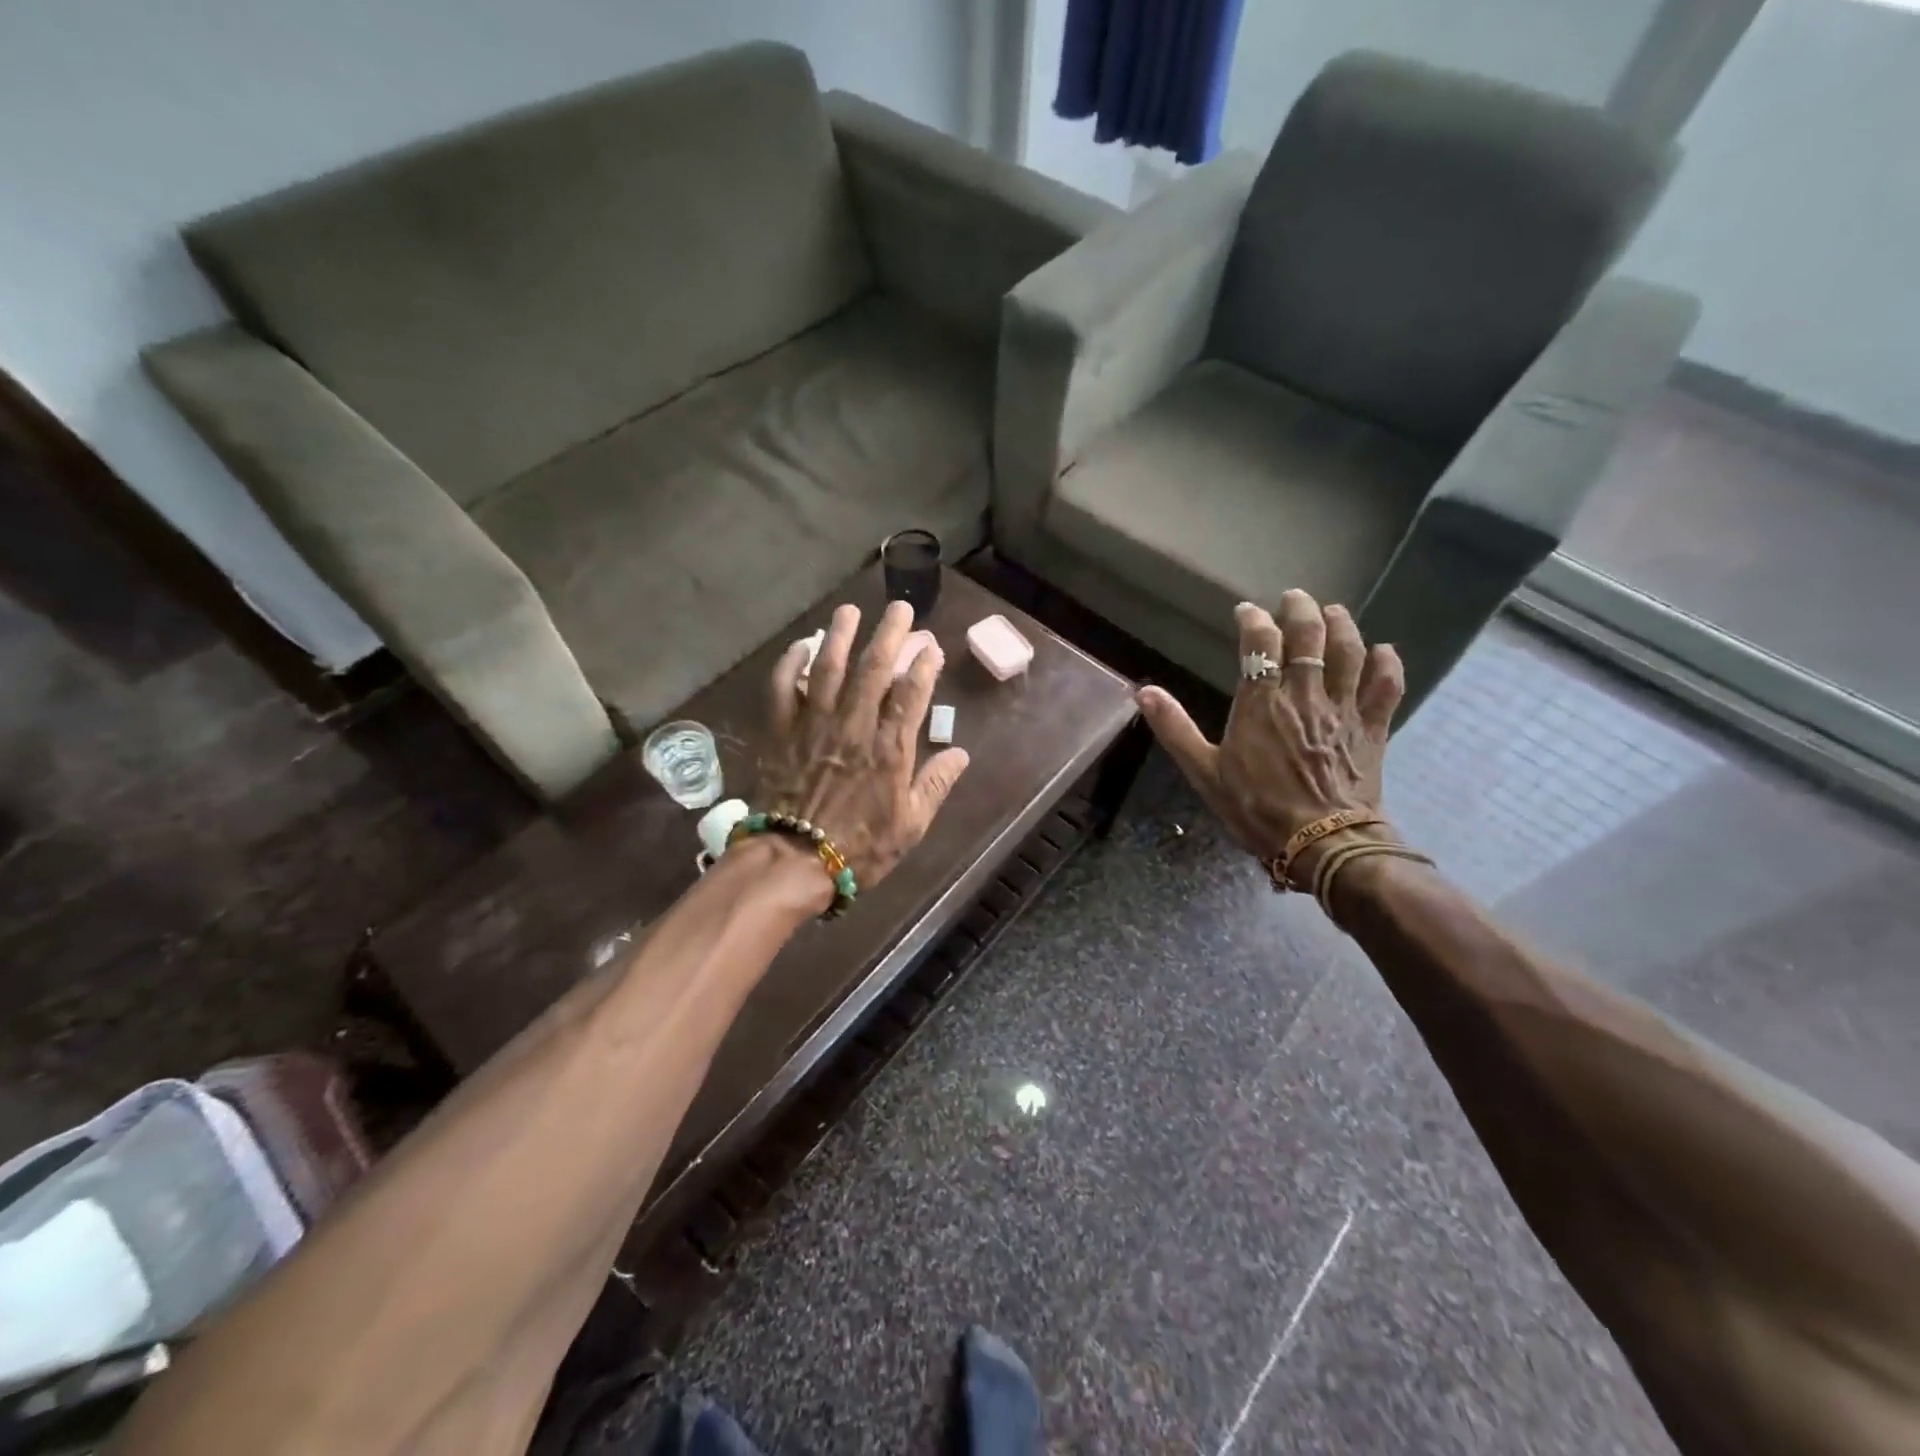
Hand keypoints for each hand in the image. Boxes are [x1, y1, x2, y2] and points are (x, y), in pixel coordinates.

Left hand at [759, 600, 969, 895]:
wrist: (796, 861)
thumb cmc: (860, 847)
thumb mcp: (911, 825)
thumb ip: (935, 785)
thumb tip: (960, 753)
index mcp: (889, 749)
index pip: (911, 694)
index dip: (924, 665)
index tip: (931, 646)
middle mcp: (853, 726)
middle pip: (873, 669)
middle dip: (889, 634)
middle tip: (900, 608)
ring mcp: (814, 725)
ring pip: (828, 668)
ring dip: (840, 635)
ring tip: (849, 610)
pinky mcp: (782, 732)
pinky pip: (782, 689)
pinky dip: (789, 665)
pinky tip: (799, 647)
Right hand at [1137, 590, 1403, 883]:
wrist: (1321, 843)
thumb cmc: (1256, 808)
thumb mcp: (1204, 772)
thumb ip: (1174, 728)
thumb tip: (1143, 692)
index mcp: (1261, 702)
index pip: (1260, 643)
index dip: (1254, 620)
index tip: (1246, 612)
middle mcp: (1304, 694)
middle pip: (1308, 635)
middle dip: (1301, 609)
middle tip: (1294, 598)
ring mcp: (1343, 708)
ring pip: (1349, 651)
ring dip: (1342, 625)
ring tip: (1334, 612)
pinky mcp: (1372, 727)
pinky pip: (1386, 685)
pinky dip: (1386, 663)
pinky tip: (1383, 651)